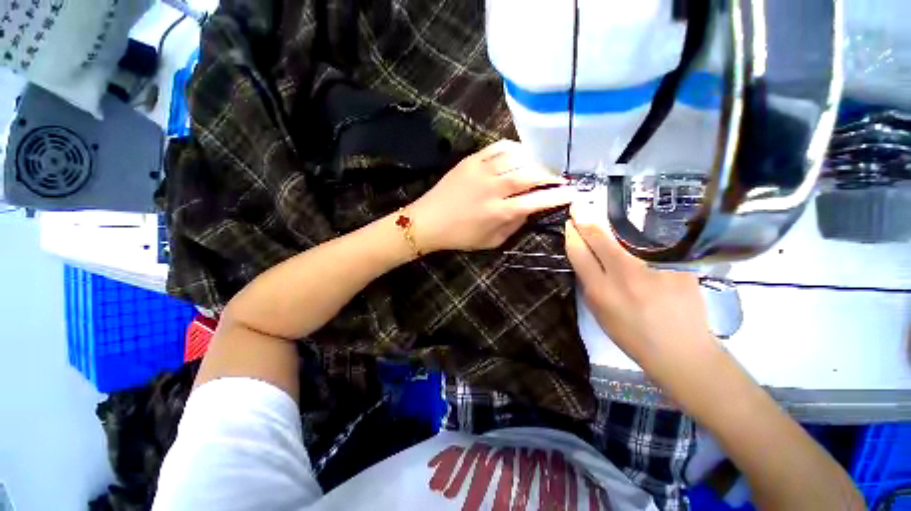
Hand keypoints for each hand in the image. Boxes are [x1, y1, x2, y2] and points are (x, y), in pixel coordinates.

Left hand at [408, 140, 574, 252]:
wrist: (428, 221)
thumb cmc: (460, 236)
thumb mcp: (491, 241)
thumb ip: (514, 225)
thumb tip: (532, 208)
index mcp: (499, 212)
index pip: (537, 200)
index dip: (559, 195)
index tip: (574, 192)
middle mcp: (493, 188)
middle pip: (531, 174)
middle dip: (552, 175)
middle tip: (561, 177)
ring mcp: (482, 170)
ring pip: (518, 158)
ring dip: (535, 160)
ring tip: (543, 165)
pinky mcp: (471, 160)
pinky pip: (499, 147)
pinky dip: (515, 148)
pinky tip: (521, 154)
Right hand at [565, 201, 714, 370]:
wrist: (681, 350)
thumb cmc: (631, 335)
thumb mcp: (599, 312)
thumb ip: (590, 282)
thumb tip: (585, 257)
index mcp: (600, 290)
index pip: (579, 252)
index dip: (572, 234)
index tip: (570, 222)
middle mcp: (625, 275)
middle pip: (599, 237)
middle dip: (586, 218)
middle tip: (579, 204)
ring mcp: (655, 267)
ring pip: (627, 234)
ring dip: (611, 221)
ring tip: (602, 211)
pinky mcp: (680, 265)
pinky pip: (655, 241)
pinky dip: (643, 233)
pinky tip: (640, 227)